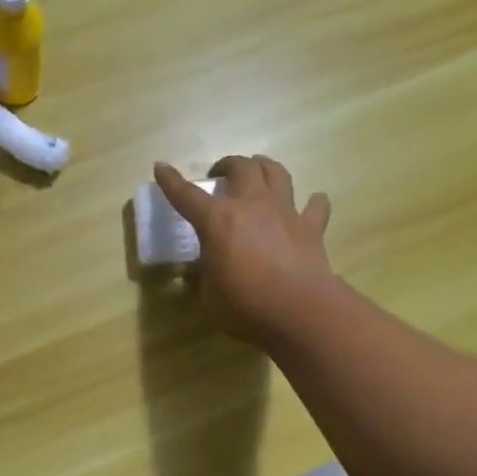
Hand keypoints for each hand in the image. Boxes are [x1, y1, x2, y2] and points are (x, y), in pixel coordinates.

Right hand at [154, 155, 332, 343]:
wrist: (298, 310)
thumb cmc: (244, 306)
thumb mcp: (209, 296)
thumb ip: (204, 277)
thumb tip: (199, 272)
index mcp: (217, 221)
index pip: (187, 195)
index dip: (170, 181)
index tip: (161, 167)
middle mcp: (251, 205)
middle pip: (241, 167)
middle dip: (228, 164)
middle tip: (221, 174)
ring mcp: (284, 212)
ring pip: (277, 172)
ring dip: (265, 166)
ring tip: (259, 171)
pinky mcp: (311, 227)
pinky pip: (315, 205)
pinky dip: (313, 202)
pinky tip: (311, 203)